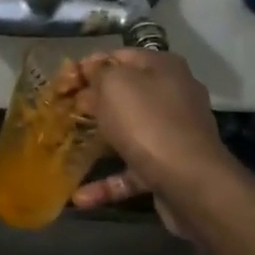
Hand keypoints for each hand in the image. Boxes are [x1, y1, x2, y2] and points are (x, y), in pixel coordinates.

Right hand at [67, 51, 233, 225]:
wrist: (191, 182)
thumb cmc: (148, 122)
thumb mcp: (115, 85)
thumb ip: (99, 73)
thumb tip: (91, 72)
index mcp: (163, 67)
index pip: (119, 56)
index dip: (88, 66)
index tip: (63, 82)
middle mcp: (173, 95)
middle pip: (125, 94)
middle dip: (93, 103)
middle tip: (62, 113)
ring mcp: (174, 133)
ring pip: (129, 133)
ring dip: (99, 143)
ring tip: (68, 149)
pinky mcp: (170, 168)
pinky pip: (132, 170)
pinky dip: (108, 183)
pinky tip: (80, 197)